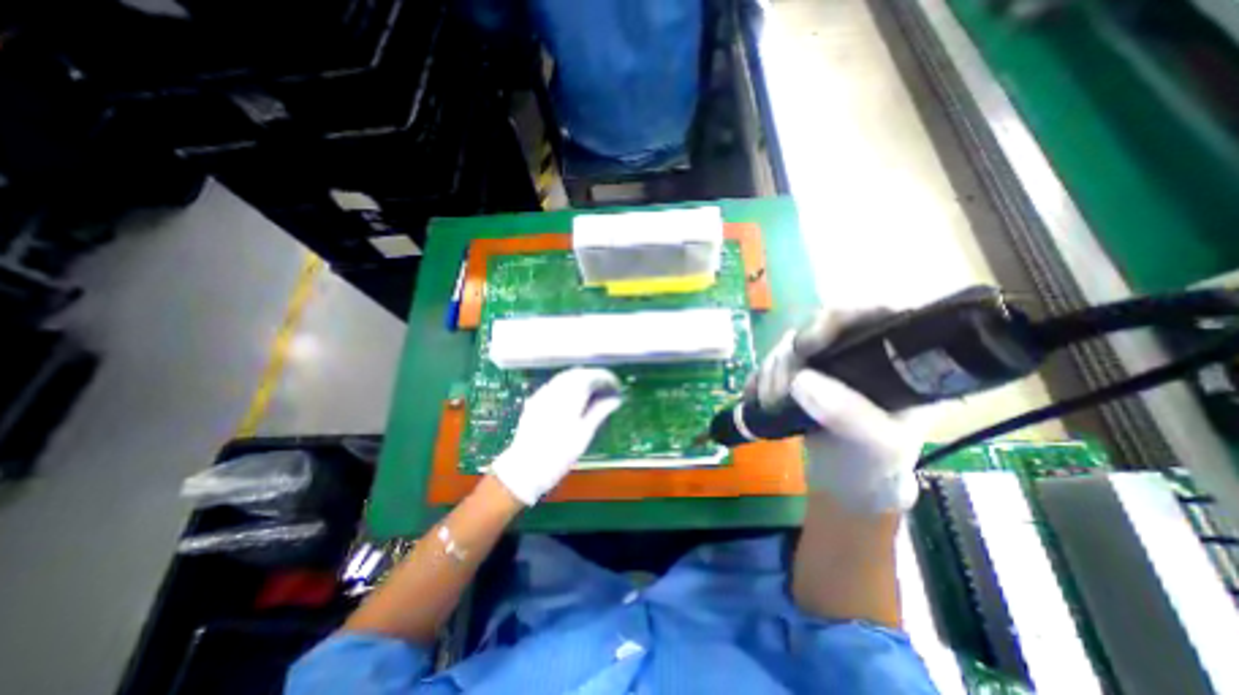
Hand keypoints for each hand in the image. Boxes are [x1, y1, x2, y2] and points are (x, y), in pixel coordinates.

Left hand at [486, 369, 615, 503]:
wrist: (524, 470)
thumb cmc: (558, 454)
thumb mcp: (584, 434)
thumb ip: (600, 411)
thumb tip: (616, 398)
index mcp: (569, 395)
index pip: (591, 376)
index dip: (607, 378)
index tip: (617, 387)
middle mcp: (555, 389)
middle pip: (579, 373)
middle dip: (595, 378)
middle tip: (609, 390)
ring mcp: (543, 394)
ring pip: (566, 377)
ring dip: (583, 380)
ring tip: (595, 395)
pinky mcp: (535, 401)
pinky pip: (556, 385)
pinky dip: (570, 386)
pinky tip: (575, 399)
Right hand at [744, 313, 927, 513]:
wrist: (845, 484)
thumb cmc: (875, 465)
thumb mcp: (877, 446)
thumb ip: (849, 415)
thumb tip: (800, 380)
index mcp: (897, 360)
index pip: (875, 312)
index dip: (838, 317)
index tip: (806, 345)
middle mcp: (860, 352)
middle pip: (819, 328)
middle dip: (791, 357)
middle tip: (780, 391)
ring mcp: (825, 362)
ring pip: (790, 344)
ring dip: (771, 371)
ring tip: (770, 405)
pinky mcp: (798, 373)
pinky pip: (772, 362)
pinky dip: (760, 378)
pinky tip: (756, 398)